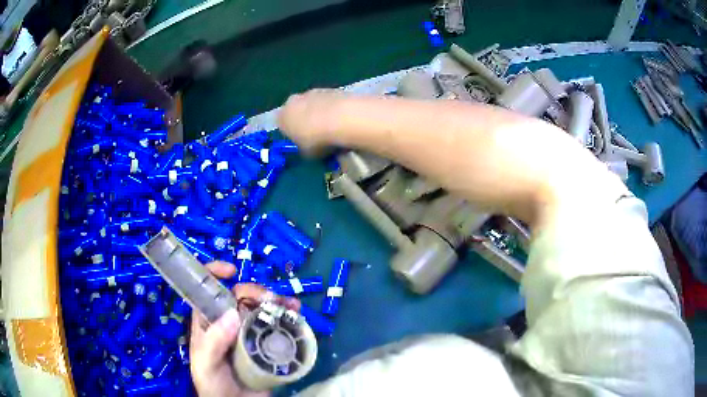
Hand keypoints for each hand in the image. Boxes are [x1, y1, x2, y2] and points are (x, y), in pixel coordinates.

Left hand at [190, 261, 300, 396]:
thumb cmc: (213, 384)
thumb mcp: (205, 364)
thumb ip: (213, 342)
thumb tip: (232, 313)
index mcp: (207, 322)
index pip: (206, 291)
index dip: (214, 274)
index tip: (232, 271)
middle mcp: (227, 323)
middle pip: (239, 297)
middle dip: (254, 291)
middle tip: (270, 299)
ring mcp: (248, 333)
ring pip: (260, 308)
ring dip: (276, 301)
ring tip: (290, 304)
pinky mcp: (265, 344)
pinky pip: (276, 325)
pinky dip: (287, 316)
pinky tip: (297, 314)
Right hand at [278, 89, 348, 154]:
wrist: (343, 118)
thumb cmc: (318, 140)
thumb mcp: (307, 153)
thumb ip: (304, 147)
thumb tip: (308, 146)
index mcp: (282, 117)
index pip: (282, 125)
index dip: (292, 133)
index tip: (302, 141)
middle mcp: (293, 101)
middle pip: (296, 111)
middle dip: (304, 120)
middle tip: (317, 134)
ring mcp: (312, 92)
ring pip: (312, 104)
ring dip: (319, 112)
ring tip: (333, 127)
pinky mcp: (330, 88)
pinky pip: (328, 101)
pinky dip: (333, 108)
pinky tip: (343, 118)